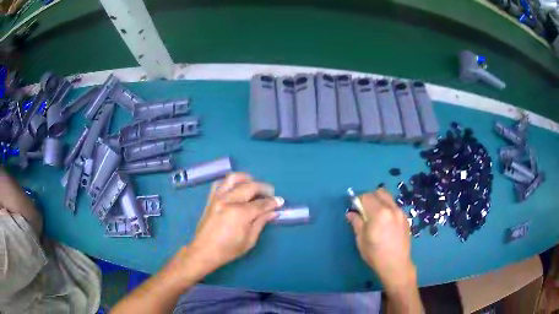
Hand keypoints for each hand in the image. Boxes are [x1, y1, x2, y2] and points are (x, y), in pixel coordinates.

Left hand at [188, 173, 283, 273]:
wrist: (204, 251)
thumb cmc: (228, 249)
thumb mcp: (249, 240)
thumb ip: (261, 222)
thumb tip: (274, 212)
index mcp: (240, 214)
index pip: (261, 204)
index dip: (272, 202)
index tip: (280, 201)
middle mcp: (229, 201)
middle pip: (250, 187)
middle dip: (264, 188)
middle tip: (271, 193)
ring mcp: (218, 197)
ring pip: (234, 178)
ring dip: (247, 179)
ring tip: (254, 184)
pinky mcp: (211, 198)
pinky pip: (220, 183)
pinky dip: (230, 182)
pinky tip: (236, 187)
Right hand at [346, 188, 415, 291]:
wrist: (396, 264)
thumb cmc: (375, 254)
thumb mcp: (361, 240)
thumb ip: (356, 223)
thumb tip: (350, 213)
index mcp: (379, 213)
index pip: (366, 196)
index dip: (358, 200)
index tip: (355, 208)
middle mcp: (391, 208)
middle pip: (379, 192)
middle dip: (370, 197)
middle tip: (364, 209)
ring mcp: (401, 212)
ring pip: (389, 198)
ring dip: (380, 201)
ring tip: (376, 215)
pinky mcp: (406, 218)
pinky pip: (395, 206)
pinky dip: (388, 208)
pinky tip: (386, 222)